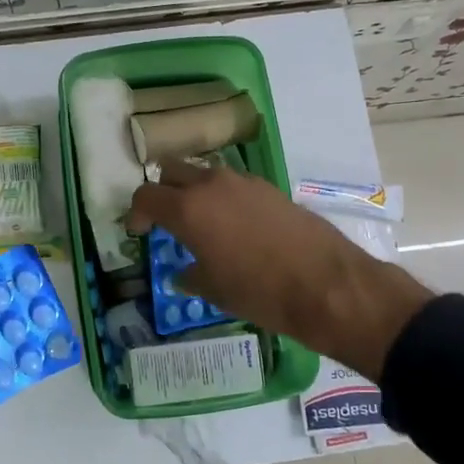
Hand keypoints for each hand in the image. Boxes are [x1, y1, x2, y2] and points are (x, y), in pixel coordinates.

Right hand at [126, 161, 431, 379]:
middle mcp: (212, 185)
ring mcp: (244, 182)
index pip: (146, 195)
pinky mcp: (270, 188)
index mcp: (188, 209)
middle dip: (163, 190)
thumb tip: (183, 272)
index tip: (138, 230)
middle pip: (172, 170)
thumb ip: (191, 274)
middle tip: (165, 218)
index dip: (136, 212)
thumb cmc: (260, 292)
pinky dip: (224, 197)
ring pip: (205, 174)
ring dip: (195, 191)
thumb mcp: (215, 291)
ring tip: (201, 222)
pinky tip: (235, 226)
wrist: (327, 285)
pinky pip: (234, 184)